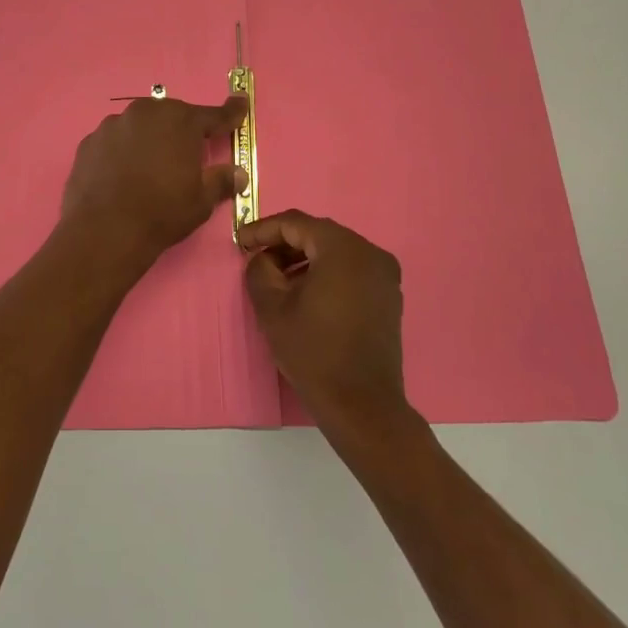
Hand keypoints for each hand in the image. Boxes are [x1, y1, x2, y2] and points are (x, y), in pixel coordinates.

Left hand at [62, 94, 247, 267]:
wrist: (104, 230)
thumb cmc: (162, 212)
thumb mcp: (201, 201)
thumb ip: (221, 181)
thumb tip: (239, 173)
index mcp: (181, 122)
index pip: (213, 115)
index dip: (230, 113)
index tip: (240, 104)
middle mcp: (146, 113)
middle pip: (172, 116)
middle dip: (182, 130)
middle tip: (187, 154)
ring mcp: (113, 125)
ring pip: (140, 126)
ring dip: (149, 139)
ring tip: (150, 168)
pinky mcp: (89, 142)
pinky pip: (114, 141)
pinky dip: (122, 151)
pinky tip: (122, 174)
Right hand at [241, 210, 407, 430]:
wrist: (362, 404)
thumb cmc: (313, 352)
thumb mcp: (272, 308)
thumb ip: (259, 270)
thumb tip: (263, 258)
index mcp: (343, 249)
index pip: (296, 223)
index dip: (264, 229)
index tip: (240, 242)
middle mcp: (370, 253)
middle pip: (318, 234)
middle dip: (284, 243)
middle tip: (256, 258)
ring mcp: (384, 274)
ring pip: (335, 251)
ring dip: (304, 258)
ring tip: (276, 278)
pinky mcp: (388, 295)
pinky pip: (351, 269)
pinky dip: (325, 271)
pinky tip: (304, 292)